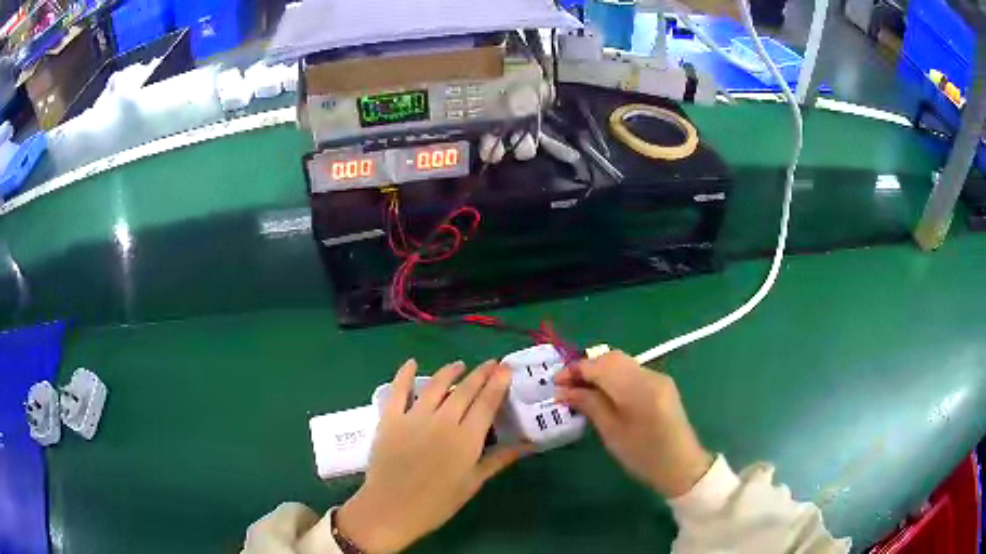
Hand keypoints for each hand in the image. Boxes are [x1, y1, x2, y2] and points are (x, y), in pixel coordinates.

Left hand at [335, 359, 529, 552]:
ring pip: (436, 386)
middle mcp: (442, 421)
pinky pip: (398, 390)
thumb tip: (527, 445)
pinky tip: (412, 363)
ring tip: (459, 365)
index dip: (498, 383)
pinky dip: (405, 374)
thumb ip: (498, 460)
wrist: (391, 510)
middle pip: (465, 390)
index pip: (487, 403)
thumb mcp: (472, 483)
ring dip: (449, 372)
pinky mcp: (390, 419)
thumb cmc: (437, 503)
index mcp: (466, 439)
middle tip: (490, 363)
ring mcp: (414, 418)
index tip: (506, 368)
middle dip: (481, 373)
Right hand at [554, 351, 712, 497]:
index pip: (600, 366)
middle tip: (566, 386)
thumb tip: (563, 391)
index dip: (575, 370)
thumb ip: (589, 405)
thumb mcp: (611, 433)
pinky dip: (613, 377)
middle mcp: (650, 375)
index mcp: (638, 388)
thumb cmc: (643, 456)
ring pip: (622, 363)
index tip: (555, 383)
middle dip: (586, 367)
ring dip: (599, 371)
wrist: (681, 466)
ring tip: (580, 390)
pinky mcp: (661, 384)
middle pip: (612, 358)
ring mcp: (658, 377)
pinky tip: (603, 393)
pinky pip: (632, 372)